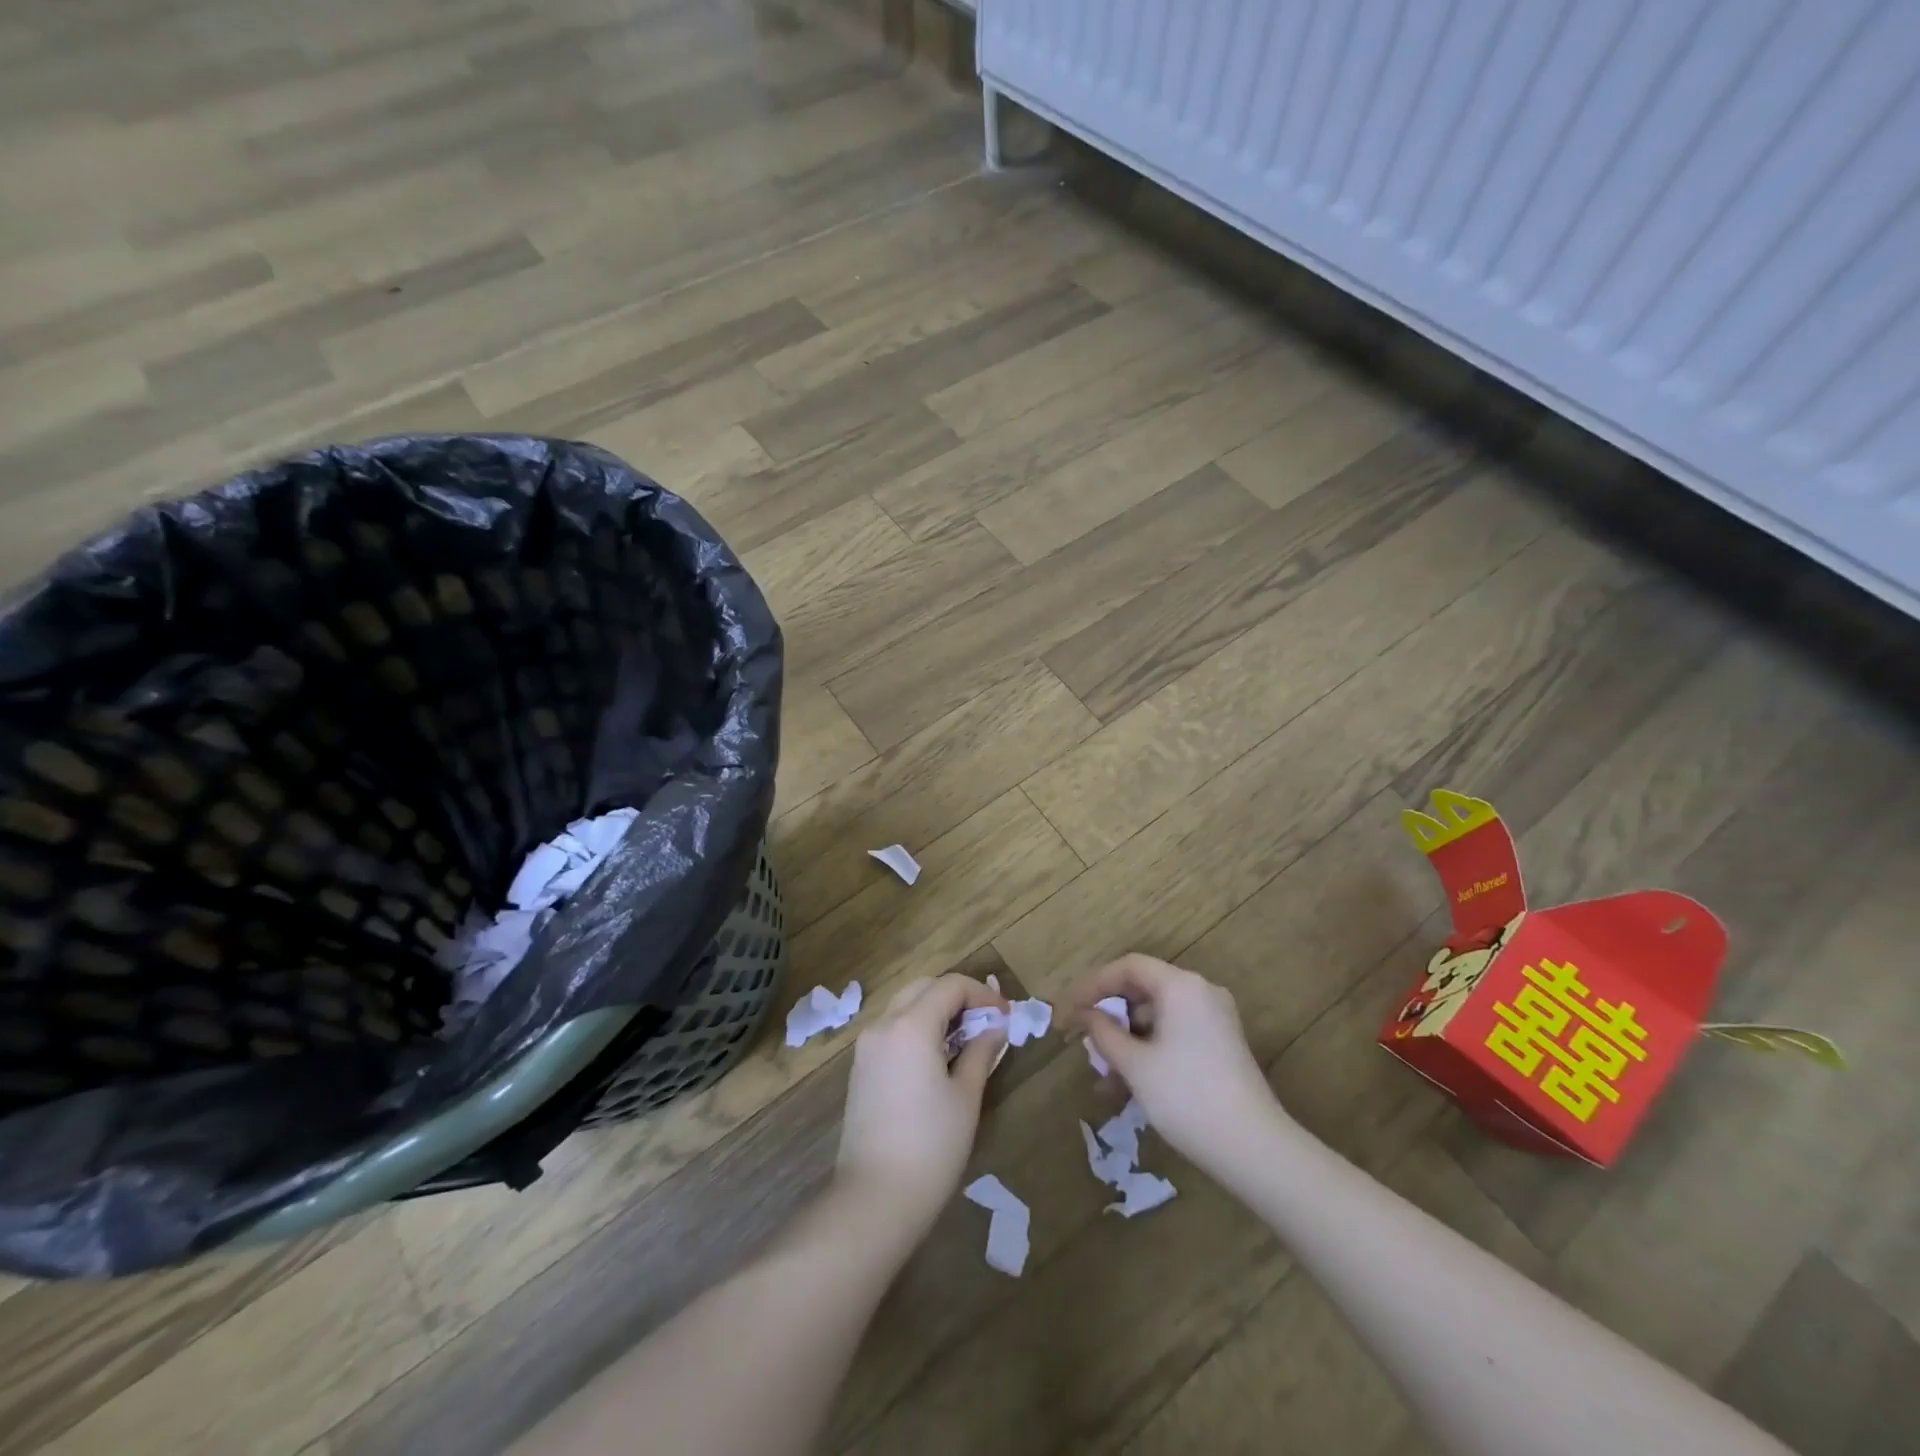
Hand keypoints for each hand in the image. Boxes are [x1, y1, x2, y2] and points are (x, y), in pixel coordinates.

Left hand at [835, 974, 1006, 1237]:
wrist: (874, 1198)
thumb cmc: (931, 1147)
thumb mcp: (966, 1096)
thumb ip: (981, 1052)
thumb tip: (995, 1027)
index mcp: (911, 1025)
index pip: (950, 985)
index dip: (982, 993)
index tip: (1006, 1015)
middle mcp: (883, 1025)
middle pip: (924, 986)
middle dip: (958, 996)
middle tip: (987, 1022)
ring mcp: (867, 1045)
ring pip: (905, 1004)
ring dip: (936, 1009)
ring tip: (967, 1039)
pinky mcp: (861, 1067)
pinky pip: (893, 1028)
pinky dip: (917, 1026)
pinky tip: (938, 1055)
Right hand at [1069, 954, 1287, 1177]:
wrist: (1254, 1149)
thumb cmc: (1187, 1098)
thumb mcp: (1135, 1065)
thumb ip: (1104, 1033)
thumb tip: (1086, 1016)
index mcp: (1181, 986)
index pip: (1127, 967)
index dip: (1093, 985)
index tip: (1068, 1011)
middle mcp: (1200, 992)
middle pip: (1143, 989)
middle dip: (1109, 1015)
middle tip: (1082, 1041)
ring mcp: (1215, 1019)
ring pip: (1157, 1016)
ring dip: (1126, 1039)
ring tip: (1103, 1075)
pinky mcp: (1221, 1045)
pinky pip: (1174, 1034)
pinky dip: (1149, 1050)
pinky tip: (1128, 1085)